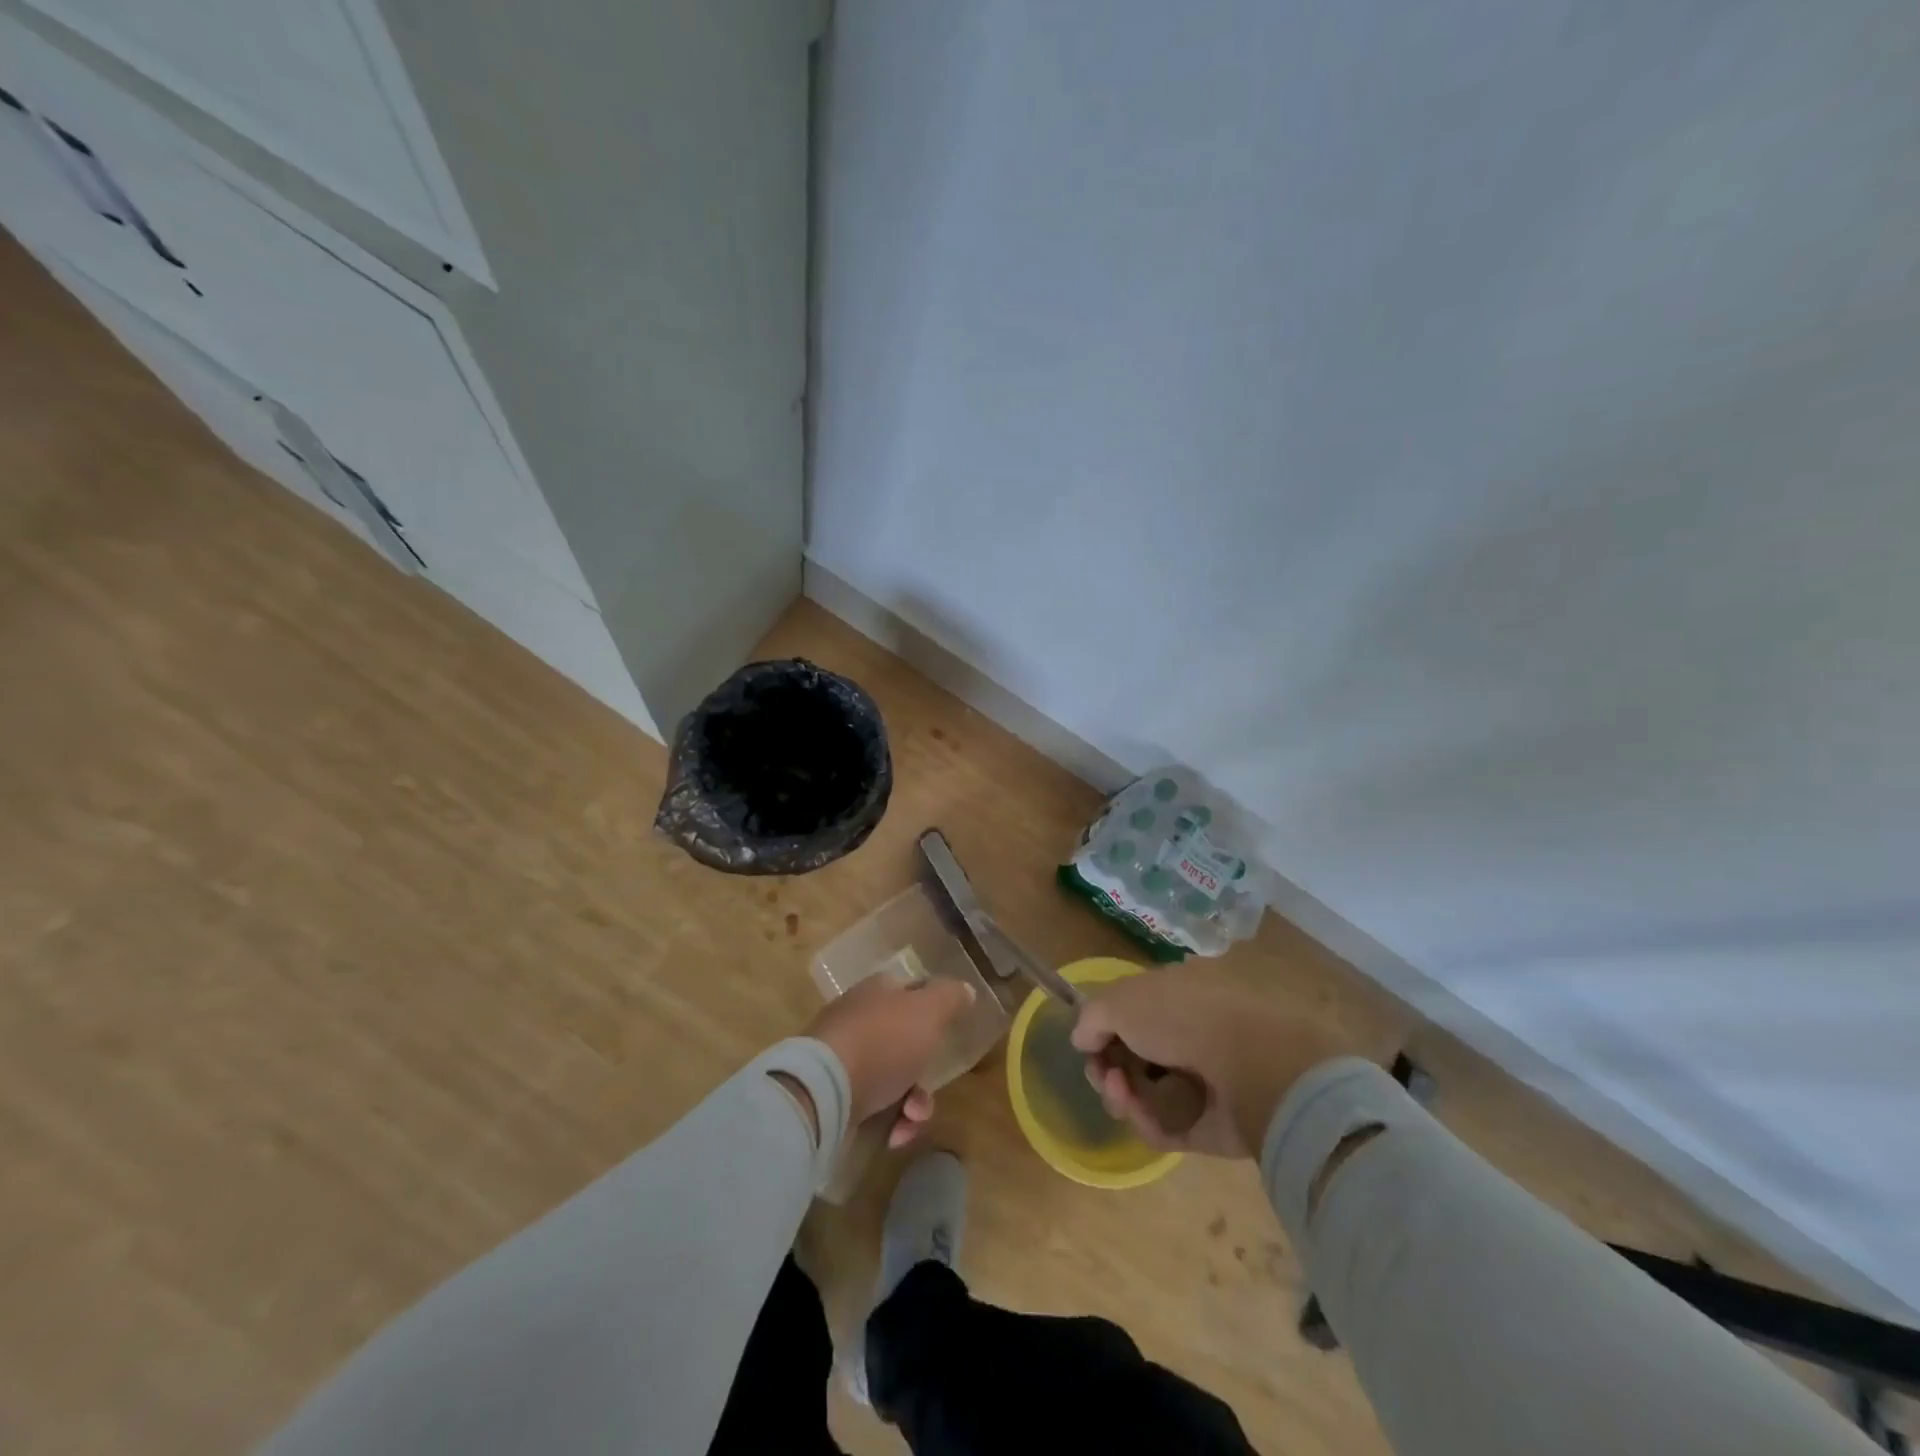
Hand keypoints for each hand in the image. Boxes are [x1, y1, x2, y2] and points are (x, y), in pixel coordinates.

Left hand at [804, 973, 976, 1148]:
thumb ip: (950, 997)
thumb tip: (966, 989)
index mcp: (878, 991)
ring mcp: (845, 1058)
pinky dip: (891, 1121)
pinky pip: (874, 1107)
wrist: (825, 1091)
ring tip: (913, 1118)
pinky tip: (894, 1135)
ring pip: (895, 1078)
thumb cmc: (883, 1041)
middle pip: (907, 1042)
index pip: (912, 990)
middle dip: (925, 1072)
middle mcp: (860, 1019)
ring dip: (913, 1103)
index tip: (949, 1032)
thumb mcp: (928, 1010)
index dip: (934, 1009)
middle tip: (929, 1088)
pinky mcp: (836, 1095)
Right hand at [1070, 972, 1346, 1157]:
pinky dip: (1148, 1122)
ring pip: (1151, 1094)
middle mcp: (1193, 1033)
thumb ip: (1093, 1016)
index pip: (1134, 1011)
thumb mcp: (1120, 1000)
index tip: (1088, 1043)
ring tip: (1119, 1093)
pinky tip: (1139, 1113)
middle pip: (1138, 1056)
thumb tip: (1081, 1038)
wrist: (1249, 1064)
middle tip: (1102, 1075)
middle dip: (1109, 1066)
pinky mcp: (1216, 1125)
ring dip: (1123, 1095)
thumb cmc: (1180, 1017)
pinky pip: (1170, 1126)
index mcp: (1179, 994)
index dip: (1105, 1028)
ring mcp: (1207, 1081)